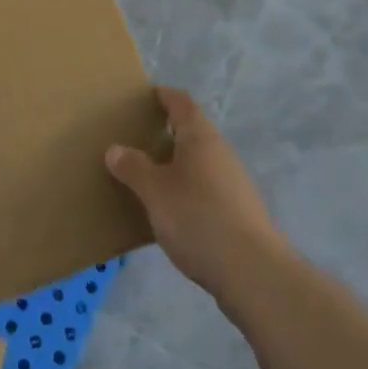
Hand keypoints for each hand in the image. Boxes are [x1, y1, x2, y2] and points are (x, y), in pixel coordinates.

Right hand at [106, 88, 283, 301]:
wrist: (252, 272)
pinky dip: (188, 191)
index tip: (143, 97)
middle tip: (136, 141)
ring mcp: (234, 182)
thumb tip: (115, 149)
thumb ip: (133, 167)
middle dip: (165, 134)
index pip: (181, 102)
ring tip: (148, 179)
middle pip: (191, 131)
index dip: (163, 95)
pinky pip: (207, 189)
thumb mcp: (155, 191)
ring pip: (199, 162)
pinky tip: (172, 213)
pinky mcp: (240, 212)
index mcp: (200, 136)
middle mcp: (220, 151)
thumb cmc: (198, 217)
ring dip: (176, 165)